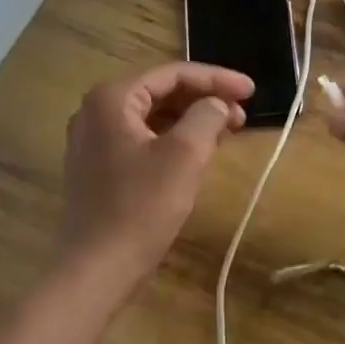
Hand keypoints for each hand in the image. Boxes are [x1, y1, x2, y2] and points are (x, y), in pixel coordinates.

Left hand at [60, 61, 253, 282]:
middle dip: (205, 99)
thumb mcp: (185, 155)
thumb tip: (217, 104)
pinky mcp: (98, 167)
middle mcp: (96, 111)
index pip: (173, 74)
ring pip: (153, 117)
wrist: (96, 269)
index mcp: (112, 98)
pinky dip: (173, 139)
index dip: (216, 78)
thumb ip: (207, 116)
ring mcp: (93, 140)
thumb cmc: (141, 207)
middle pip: (161, 92)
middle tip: (242, 114)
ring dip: (192, 119)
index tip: (251, 90)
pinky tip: (199, 151)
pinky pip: (142, 138)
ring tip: (228, 131)